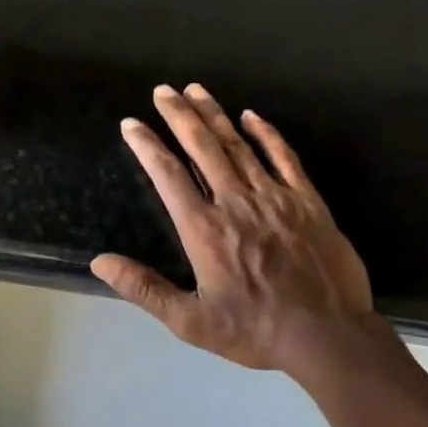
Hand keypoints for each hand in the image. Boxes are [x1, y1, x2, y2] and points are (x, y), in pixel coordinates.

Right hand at [92, 84, 385, 380]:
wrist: (328, 336)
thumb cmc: (254, 330)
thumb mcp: (190, 320)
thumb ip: (144, 289)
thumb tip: (99, 262)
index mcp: (203, 229)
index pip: (168, 175)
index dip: (147, 145)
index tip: (131, 123)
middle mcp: (235, 202)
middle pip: (202, 148)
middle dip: (179, 115)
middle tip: (163, 90)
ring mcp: (274, 197)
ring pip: (238, 145)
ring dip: (214, 115)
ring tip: (196, 90)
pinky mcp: (306, 201)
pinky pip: (283, 158)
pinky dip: (266, 134)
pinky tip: (251, 116)